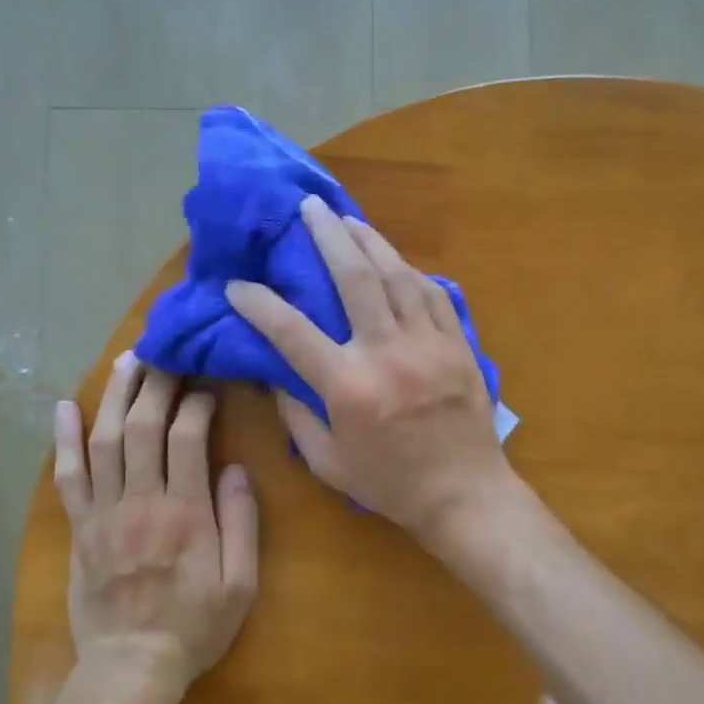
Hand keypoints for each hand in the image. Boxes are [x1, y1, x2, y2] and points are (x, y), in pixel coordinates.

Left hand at [54, 357, 258, 703]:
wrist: (131, 669)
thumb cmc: (194, 627)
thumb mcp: (240, 584)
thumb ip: (241, 523)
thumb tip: (235, 469)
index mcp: (185, 514)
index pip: (187, 438)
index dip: (196, 402)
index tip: (207, 383)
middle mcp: (141, 503)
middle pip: (142, 427)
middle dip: (154, 383)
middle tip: (164, 351)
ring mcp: (103, 513)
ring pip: (103, 441)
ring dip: (113, 397)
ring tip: (125, 361)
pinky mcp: (79, 528)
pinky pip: (67, 477)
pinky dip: (64, 440)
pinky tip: (63, 408)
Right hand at [227, 194, 515, 545]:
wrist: (465, 495)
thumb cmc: (391, 485)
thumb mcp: (328, 463)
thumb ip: (297, 417)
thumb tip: (278, 375)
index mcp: (349, 386)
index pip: (292, 332)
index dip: (259, 304)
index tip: (237, 285)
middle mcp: (387, 353)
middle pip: (355, 279)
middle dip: (328, 237)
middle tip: (309, 208)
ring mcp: (428, 344)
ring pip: (398, 276)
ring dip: (370, 242)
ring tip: (348, 219)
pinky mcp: (458, 344)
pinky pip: (433, 295)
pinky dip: (410, 273)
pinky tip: (395, 260)